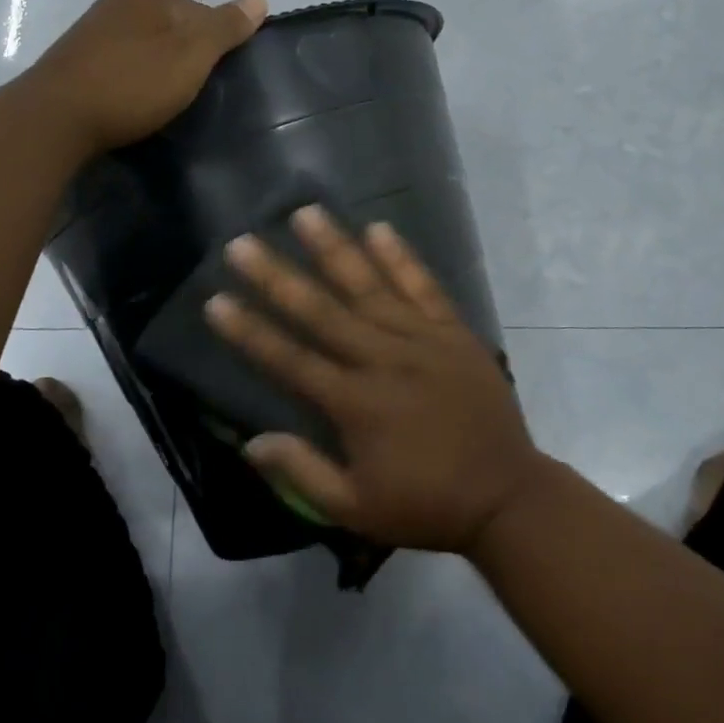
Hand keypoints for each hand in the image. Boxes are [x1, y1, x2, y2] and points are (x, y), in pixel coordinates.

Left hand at [27, 0, 266, 154]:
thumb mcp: (192, 57)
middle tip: (189, 93)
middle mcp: (120, 0)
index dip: (215, 47)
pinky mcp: (72, 55)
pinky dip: (128, 76)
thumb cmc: (133, 85)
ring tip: (158, 100)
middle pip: (171, 26)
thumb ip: (226, 28)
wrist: (55, 117)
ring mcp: (91, 26)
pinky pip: (116, 60)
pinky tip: (127, 99)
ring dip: (154, 65)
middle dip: (183, 54)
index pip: (203, 13)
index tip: (214, 80)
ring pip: (142, 43)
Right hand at [205, 207, 550, 554]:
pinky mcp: (454, 332)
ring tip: (305, 213)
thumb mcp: (357, 509)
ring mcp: (422, 340)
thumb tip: (251, 442)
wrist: (507, 495)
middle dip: (277, 276)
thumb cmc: (427, 505)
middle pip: (321, 311)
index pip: (290, 359)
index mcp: (355, 403)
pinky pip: (424, 287)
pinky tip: (379, 228)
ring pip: (370, 286)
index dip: (250, 331)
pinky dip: (402, 258)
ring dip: (335, 248)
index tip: (216, 300)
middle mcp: (383, 359)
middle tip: (242, 242)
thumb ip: (303, 473)